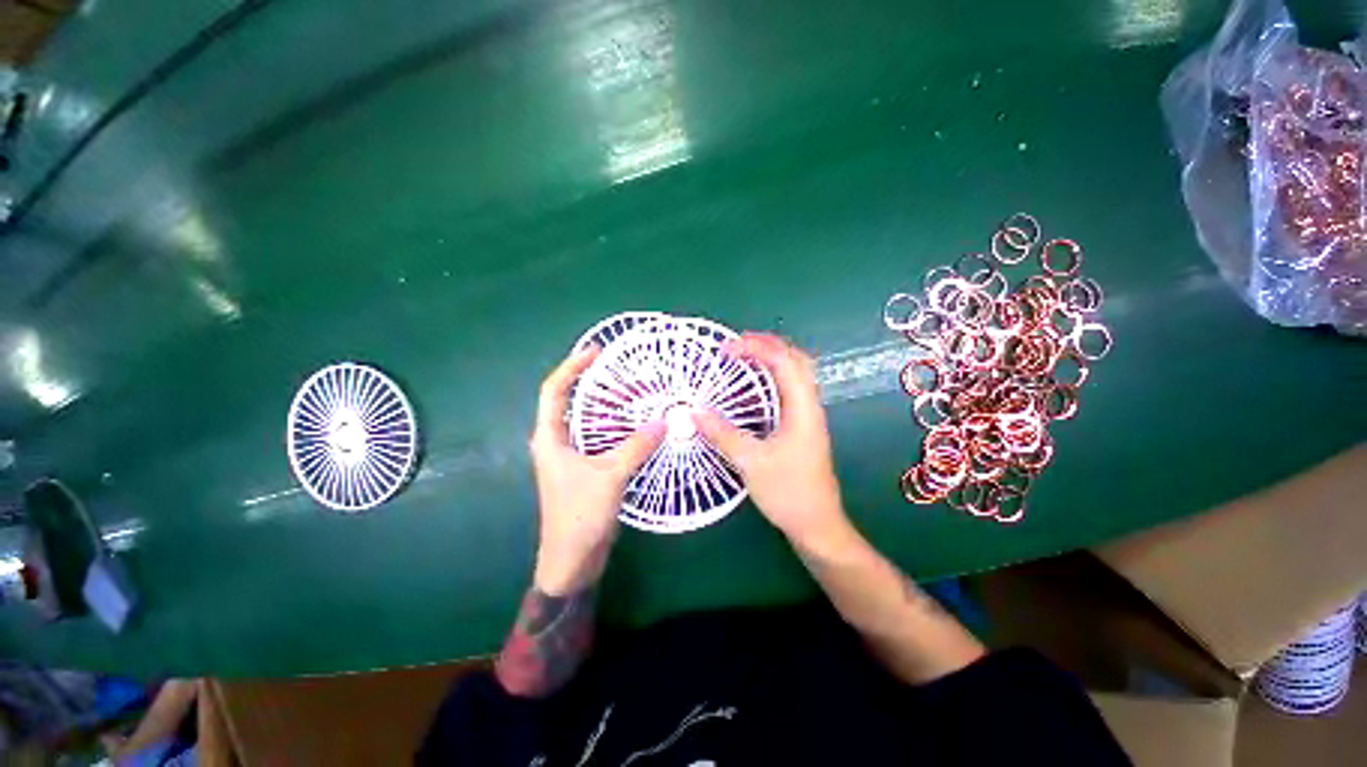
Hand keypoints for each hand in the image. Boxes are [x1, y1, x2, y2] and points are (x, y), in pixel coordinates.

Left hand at [529, 346, 665, 594]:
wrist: (571, 562)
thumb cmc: (580, 518)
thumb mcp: (610, 477)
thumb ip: (637, 446)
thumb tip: (665, 420)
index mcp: (550, 438)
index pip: (554, 390)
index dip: (573, 366)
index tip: (596, 351)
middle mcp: (557, 442)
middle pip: (573, 401)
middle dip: (596, 384)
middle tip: (626, 372)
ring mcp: (571, 456)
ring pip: (589, 420)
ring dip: (609, 406)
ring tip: (637, 393)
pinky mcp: (585, 468)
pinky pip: (600, 437)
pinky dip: (617, 427)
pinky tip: (637, 424)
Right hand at [693, 333, 851, 549]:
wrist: (817, 525)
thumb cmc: (788, 492)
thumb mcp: (751, 462)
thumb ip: (722, 434)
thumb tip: (693, 413)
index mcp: (802, 408)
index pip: (783, 361)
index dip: (755, 348)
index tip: (726, 349)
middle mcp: (809, 405)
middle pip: (795, 360)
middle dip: (766, 346)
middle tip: (737, 344)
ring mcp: (807, 416)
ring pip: (793, 375)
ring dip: (770, 361)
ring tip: (742, 358)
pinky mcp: (801, 428)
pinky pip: (787, 392)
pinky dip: (770, 381)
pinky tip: (751, 390)